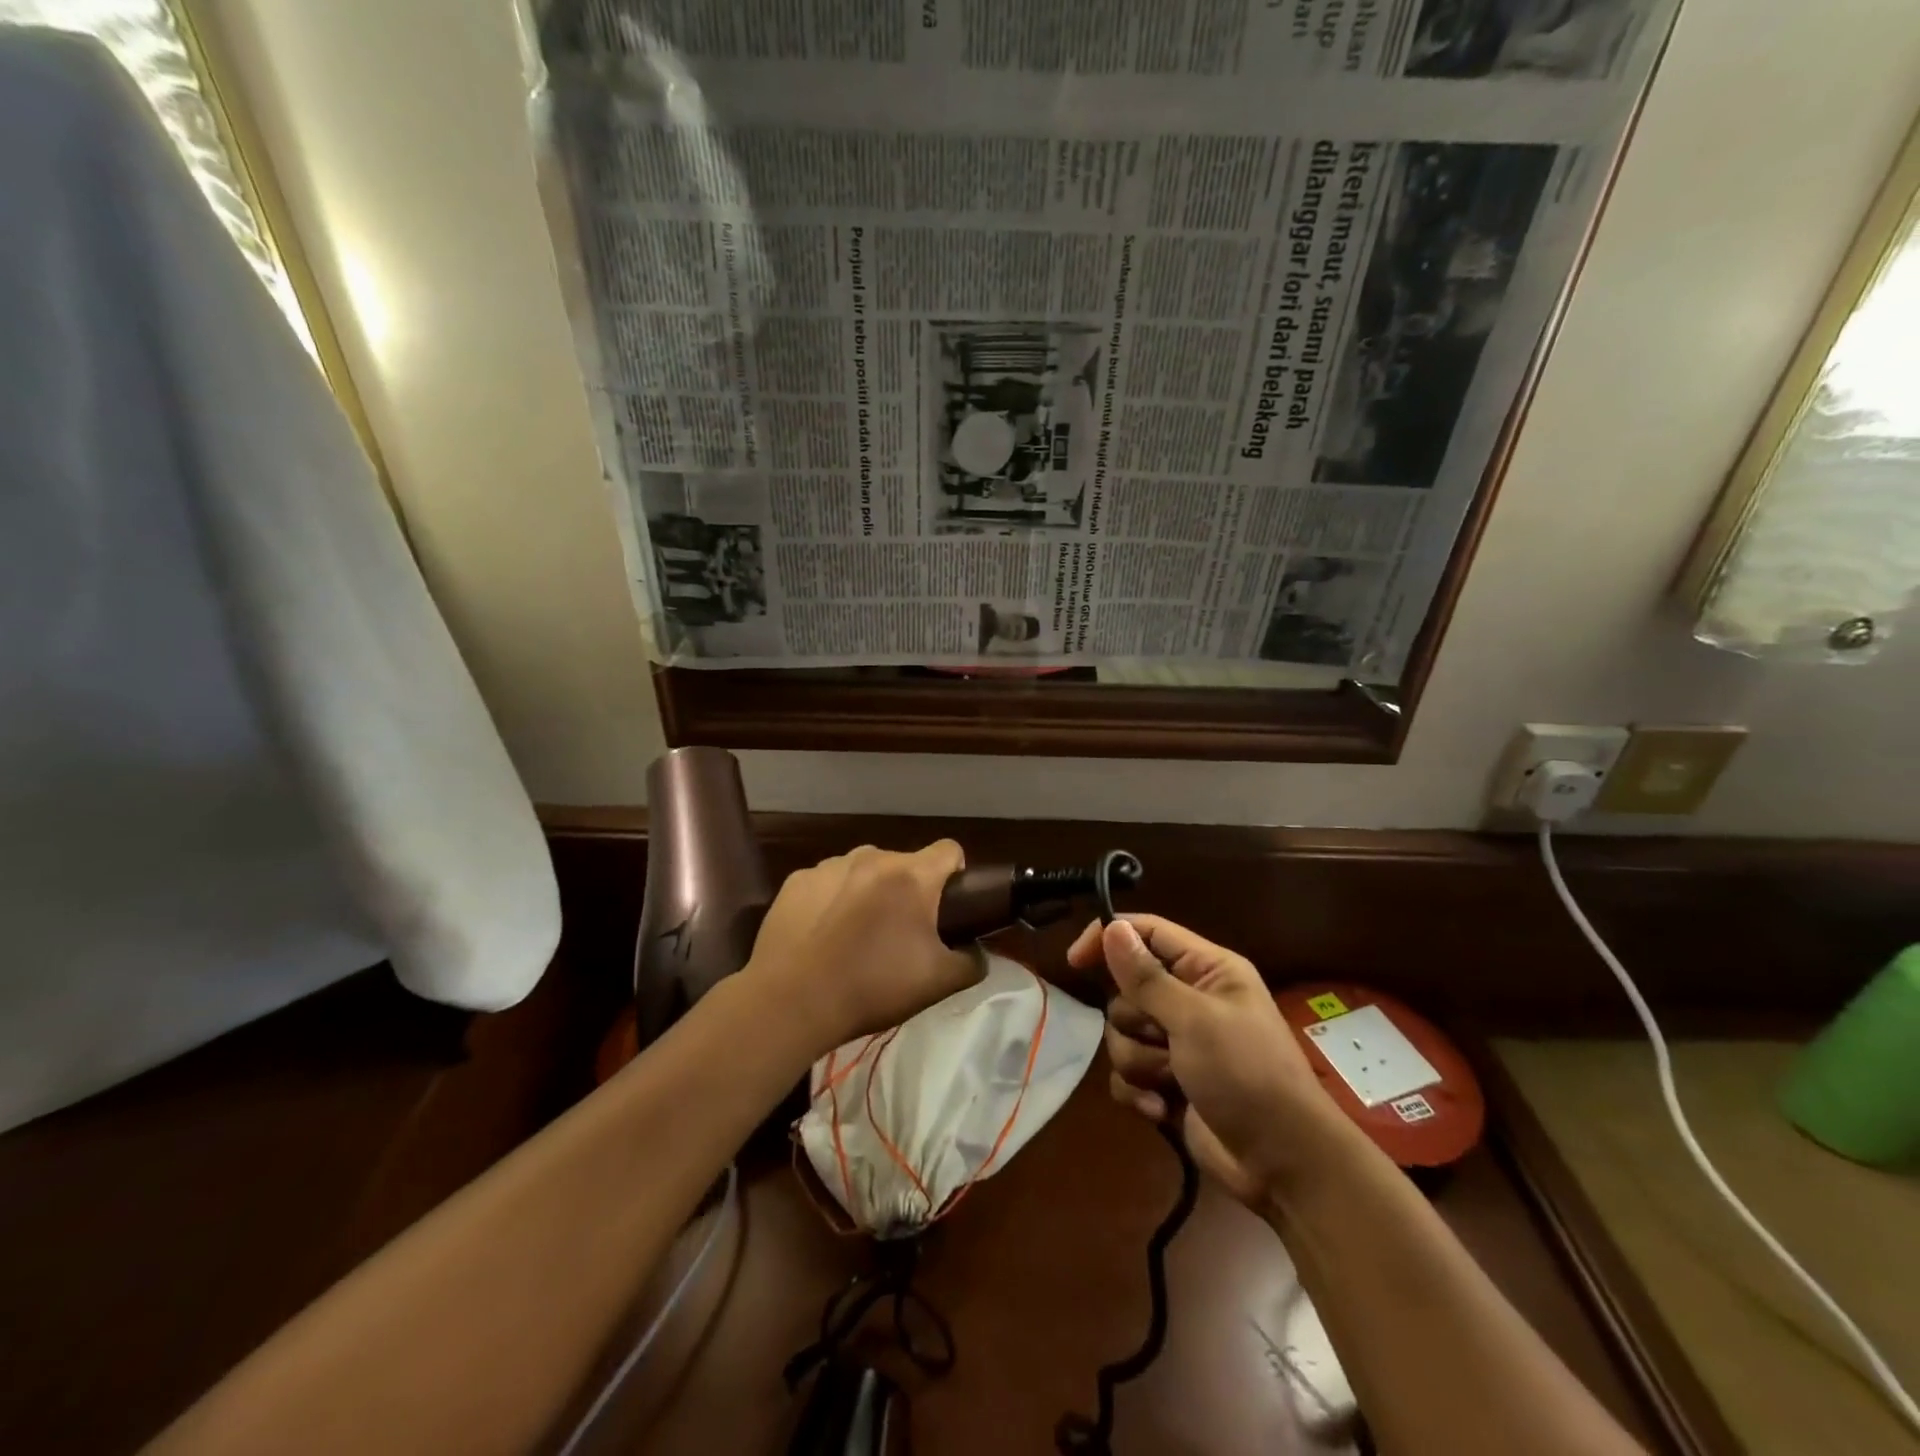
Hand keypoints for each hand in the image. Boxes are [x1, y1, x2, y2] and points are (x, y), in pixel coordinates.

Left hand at [744, 841, 981, 1053]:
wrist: (792, 1001)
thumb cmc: (873, 987)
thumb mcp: (938, 983)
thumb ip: (972, 962)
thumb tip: (977, 953)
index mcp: (912, 876)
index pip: (949, 849)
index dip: (955, 872)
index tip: (948, 903)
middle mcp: (873, 857)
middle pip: (904, 863)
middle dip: (908, 889)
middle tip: (900, 932)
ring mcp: (831, 865)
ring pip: (864, 869)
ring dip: (869, 891)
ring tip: (857, 934)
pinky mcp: (798, 880)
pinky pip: (828, 882)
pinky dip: (833, 899)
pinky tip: (823, 934)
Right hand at [1068, 915, 1346, 1206]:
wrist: (1283, 1165)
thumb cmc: (1247, 1075)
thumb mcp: (1195, 1019)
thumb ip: (1147, 977)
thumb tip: (1112, 927)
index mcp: (1207, 970)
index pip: (1147, 932)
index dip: (1109, 939)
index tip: (1075, 961)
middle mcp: (1190, 999)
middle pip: (1127, 989)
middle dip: (1134, 1020)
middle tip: (1162, 1037)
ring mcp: (1178, 1043)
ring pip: (1122, 1033)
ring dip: (1139, 1061)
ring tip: (1170, 1080)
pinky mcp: (1167, 1083)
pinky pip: (1126, 1073)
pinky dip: (1138, 1091)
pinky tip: (1161, 1109)